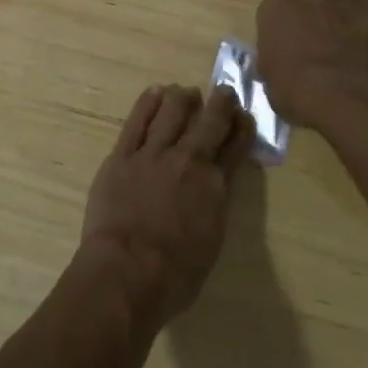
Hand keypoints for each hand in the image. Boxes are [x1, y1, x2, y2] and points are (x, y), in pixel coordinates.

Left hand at [79, 85, 252, 328]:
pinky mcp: (122, 155)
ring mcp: (153, 154)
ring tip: (186, 93)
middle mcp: (188, 161)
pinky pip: (137, 121)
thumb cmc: (174, 275)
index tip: (244, 115)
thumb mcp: (212, 240)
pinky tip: (155, 92)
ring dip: (183, 98)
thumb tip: (215, 186)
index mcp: (215, 186)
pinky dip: (148, 103)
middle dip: (221, 104)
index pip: (235, 147)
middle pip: (209, 122)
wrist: (126, 272)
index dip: (242, 128)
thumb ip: (215, 205)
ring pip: (172, 112)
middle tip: (224, 92)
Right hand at [255, 0, 367, 126]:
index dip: (282, 9)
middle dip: (314, 10)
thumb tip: (276, 58)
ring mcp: (347, 2)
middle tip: (319, 36)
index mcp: (277, 12)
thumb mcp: (271, 83)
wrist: (346, 103)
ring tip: (349, 15)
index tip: (286, 27)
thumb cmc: (298, 96)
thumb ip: (274, 60)